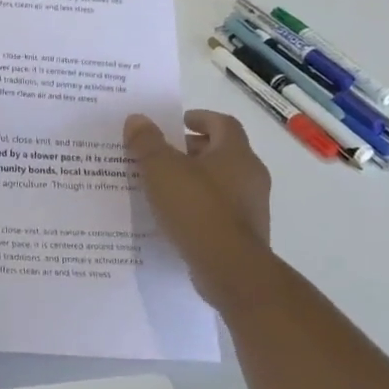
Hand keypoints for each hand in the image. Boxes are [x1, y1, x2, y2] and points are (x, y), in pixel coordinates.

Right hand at [124, 111, 272, 303]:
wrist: (231, 270)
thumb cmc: (197, 209)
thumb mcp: (161, 169)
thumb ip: (147, 142)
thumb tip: (137, 119)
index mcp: (235, 153)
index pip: (223, 123)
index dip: (200, 118)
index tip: (178, 122)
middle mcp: (250, 175)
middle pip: (222, 152)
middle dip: (193, 150)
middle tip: (162, 153)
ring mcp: (252, 206)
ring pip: (222, 182)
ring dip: (195, 179)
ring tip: (163, 186)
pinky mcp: (246, 234)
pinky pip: (220, 210)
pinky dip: (199, 206)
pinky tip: (175, 216)